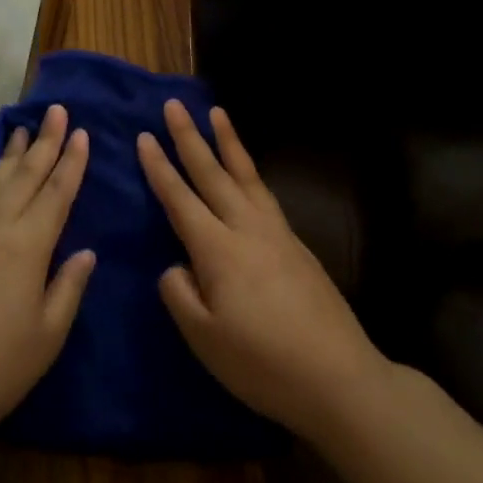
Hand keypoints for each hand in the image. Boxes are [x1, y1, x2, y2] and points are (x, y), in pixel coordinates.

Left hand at [0, 104, 95, 446]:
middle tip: (57, 109)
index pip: (56, 192)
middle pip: (26, 175)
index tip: (81, 132)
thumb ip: (69, 285)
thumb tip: (86, 251)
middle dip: (45, 141)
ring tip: (25, 129)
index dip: (71, 161)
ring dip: (14, 153)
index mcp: (27, 246)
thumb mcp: (49, 333)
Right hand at [139, 100, 387, 442]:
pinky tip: (248, 174)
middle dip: (190, 137)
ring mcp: (277, 233)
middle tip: (174, 105)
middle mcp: (247, 229)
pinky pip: (265, 193)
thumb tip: (175, 266)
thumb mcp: (205, 339)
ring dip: (228, 142)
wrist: (339, 377)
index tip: (144, 136)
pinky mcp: (297, 245)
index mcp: (218, 250)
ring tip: (217, 114)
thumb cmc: (263, 363)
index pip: (181, 199)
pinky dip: (250, 171)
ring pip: (246, 175)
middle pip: (213, 173)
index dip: (159, 168)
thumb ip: (180, 294)